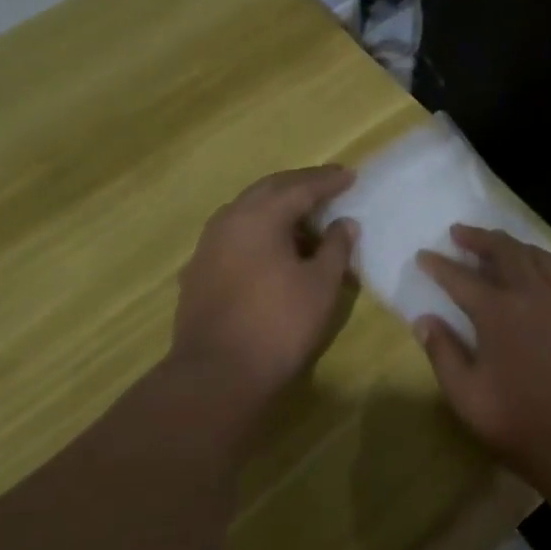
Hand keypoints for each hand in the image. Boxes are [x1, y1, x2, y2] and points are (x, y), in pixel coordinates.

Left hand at [169, 166, 357, 410]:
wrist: (216, 373)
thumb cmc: (278, 325)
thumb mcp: (320, 285)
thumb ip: (335, 248)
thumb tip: (344, 223)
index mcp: (259, 216)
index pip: (299, 187)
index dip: (328, 181)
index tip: (350, 175)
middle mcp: (228, 220)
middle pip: (269, 190)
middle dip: (300, 185)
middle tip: (328, 185)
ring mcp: (208, 245)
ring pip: (248, 211)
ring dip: (278, 209)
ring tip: (306, 220)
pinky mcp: (199, 269)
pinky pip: (235, 234)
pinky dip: (260, 231)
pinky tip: (274, 250)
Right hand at [416, 226, 550, 489]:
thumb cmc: (518, 422)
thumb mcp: (466, 395)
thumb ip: (442, 353)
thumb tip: (424, 320)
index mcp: (497, 313)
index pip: (460, 279)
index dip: (439, 265)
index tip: (424, 255)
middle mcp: (533, 297)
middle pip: (506, 252)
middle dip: (480, 238)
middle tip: (461, 233)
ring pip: (543, 260)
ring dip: (519, 246)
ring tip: (503, 245)